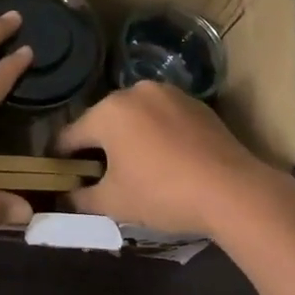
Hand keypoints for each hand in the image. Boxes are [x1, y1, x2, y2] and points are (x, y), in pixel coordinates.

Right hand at [54, 82, 281, 238]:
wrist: (232, 190)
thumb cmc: (162, 193)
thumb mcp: (113, 203)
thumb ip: (80, 197)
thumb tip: (67, 195)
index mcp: (108, 111)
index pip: (69, 136)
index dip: (61, 160)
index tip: (61, 178)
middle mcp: (135, 91)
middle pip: (102, 122)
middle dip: (97, 147)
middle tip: (100, 177)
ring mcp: (169, 93)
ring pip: (134, 117)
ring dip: (128, 138)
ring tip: (136, 169)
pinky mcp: (196, 103)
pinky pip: (162, 117)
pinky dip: (156, 135)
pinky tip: (166, 160)